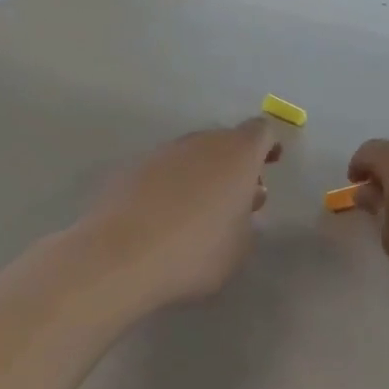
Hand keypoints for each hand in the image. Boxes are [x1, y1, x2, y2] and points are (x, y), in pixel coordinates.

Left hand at [79, 119, 282, 313]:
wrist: (118, 257)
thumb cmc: (194, 252)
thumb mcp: (240, 246)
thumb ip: (248, 219)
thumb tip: (242, 203)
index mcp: (237, 154)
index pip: (261, 132)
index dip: (268, 147)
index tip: (270, 166)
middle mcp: (200, 142)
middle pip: (224, 141)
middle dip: (233, 164)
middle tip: (236, 198)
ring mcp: (161, 152)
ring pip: (191, 155)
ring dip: (200, 174)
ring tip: (198, 212)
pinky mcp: (130, 168)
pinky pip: (162, 171)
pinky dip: (169, 185)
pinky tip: (164, 218)